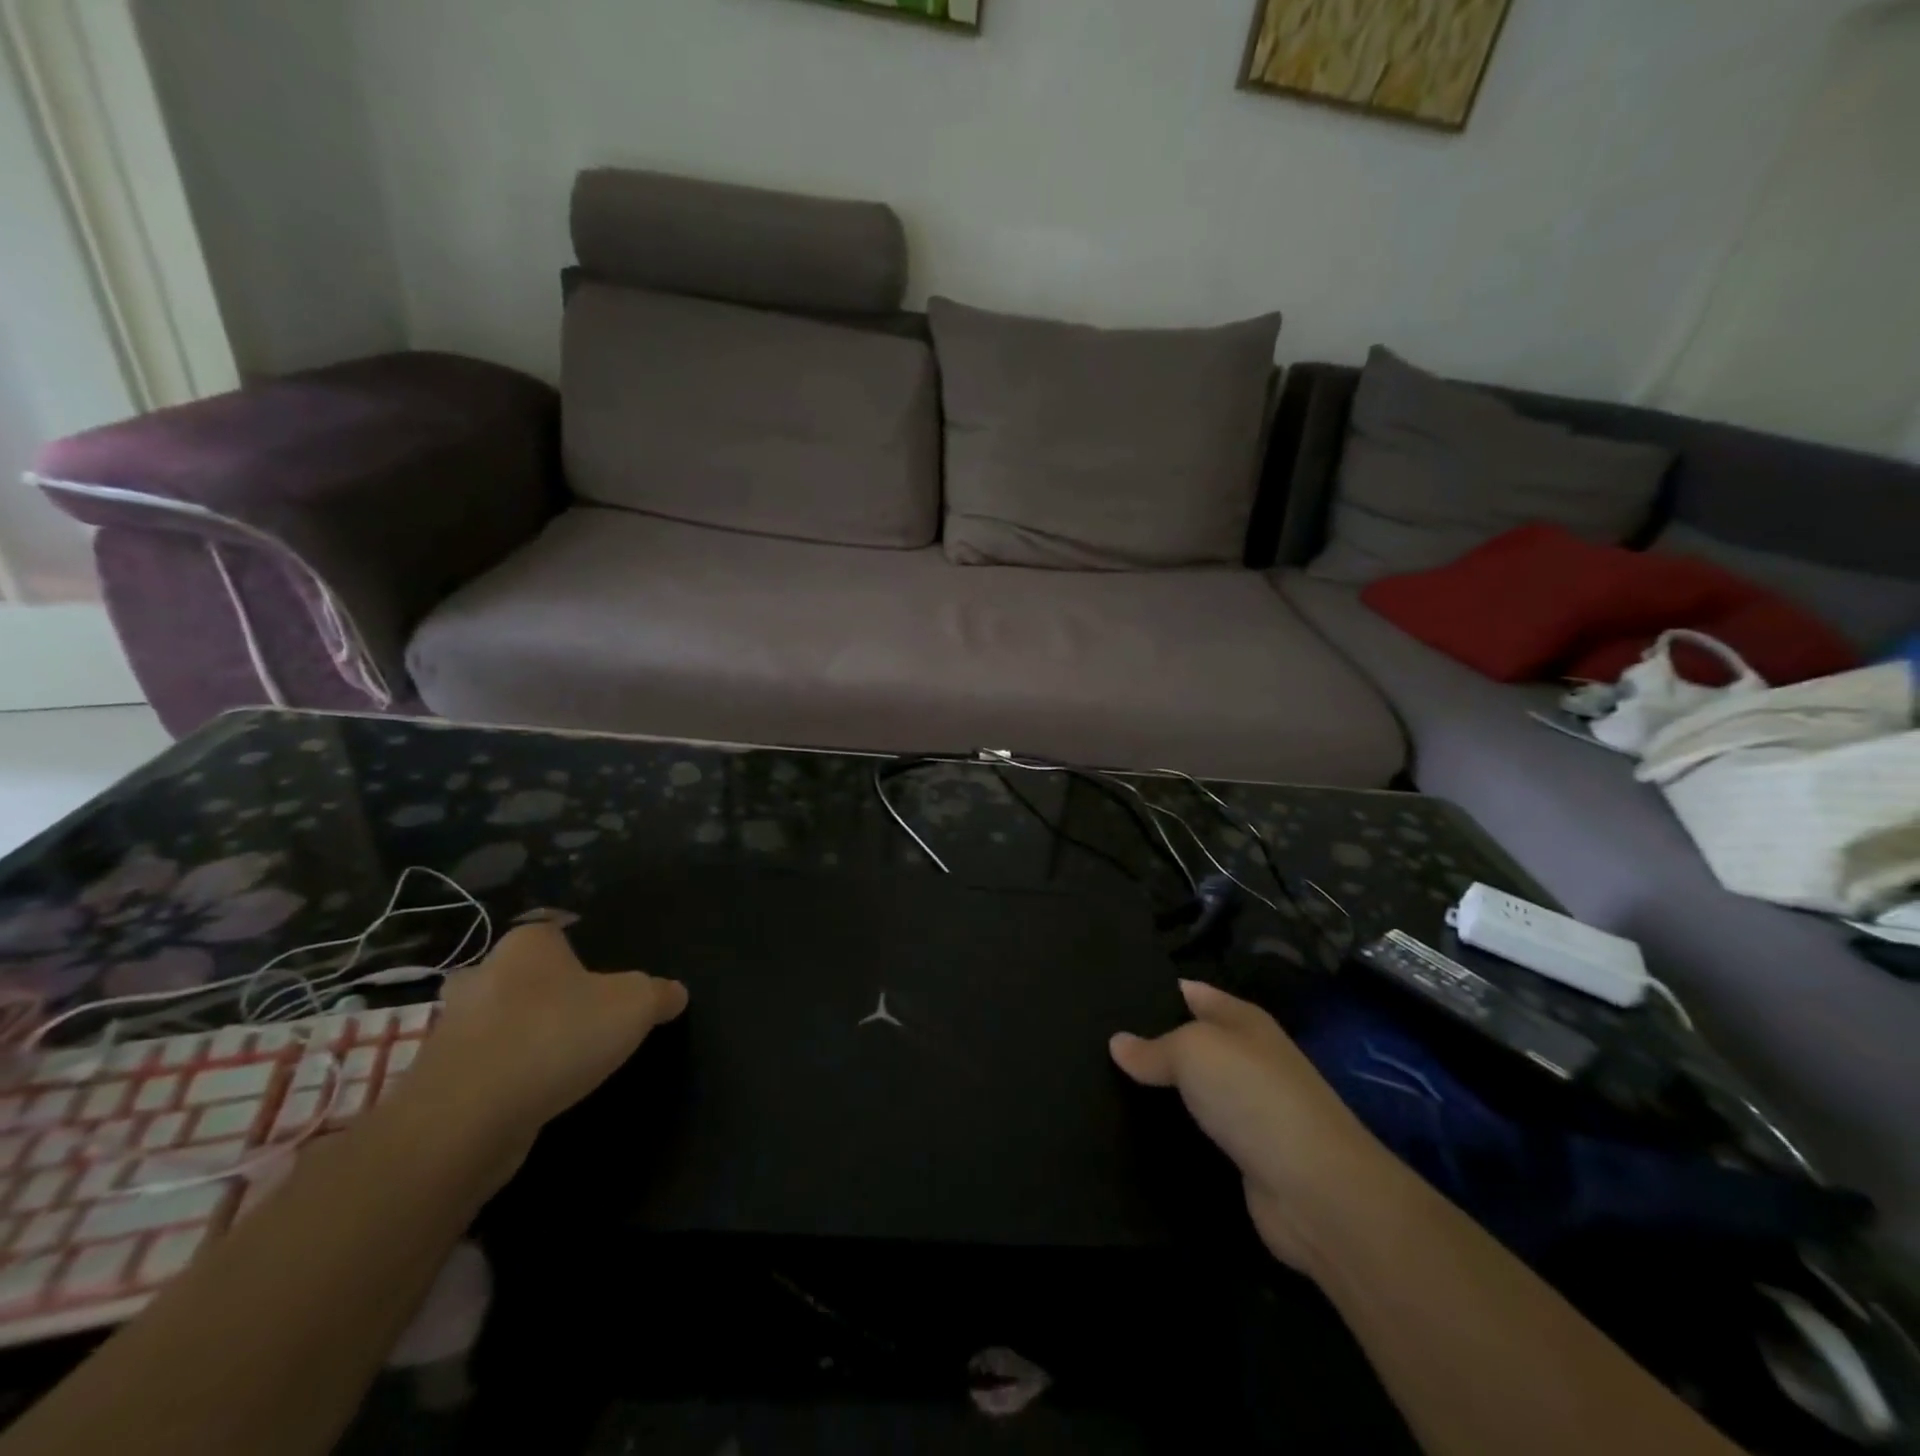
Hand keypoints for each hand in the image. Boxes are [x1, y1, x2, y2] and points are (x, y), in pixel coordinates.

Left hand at [403, 922, 687, 1173]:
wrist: (468, 1117)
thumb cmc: (557, 1035)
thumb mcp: (635, 1006)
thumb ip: (659, 993)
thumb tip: (675, 993)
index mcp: (526, 944)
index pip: (552, 931)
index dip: (577, 951)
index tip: (599, 980)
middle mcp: (482, 974)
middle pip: (519, 975)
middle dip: (542, 993)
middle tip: (580, 1018)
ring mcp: (451, 1028)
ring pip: (495, 1022)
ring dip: (520, 1038)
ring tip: (560, 1062)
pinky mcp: (436, 1078)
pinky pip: (480, 1067)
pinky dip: (502, 1077)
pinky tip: (531, 1095)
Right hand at [1111, 981, 1398, 1272]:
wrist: (1315, 1191)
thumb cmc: (1253, 1097)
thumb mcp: (1194, 1052)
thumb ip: (1154, 1048)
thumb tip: (1117, 1043)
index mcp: (1244, 1021)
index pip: (1194, 993)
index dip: (1158, 991)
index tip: (1110, 993)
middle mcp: (1249, 1058)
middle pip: (1192, 1041)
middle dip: (1151, 1042)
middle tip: (1096, 1041)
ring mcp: (1250, 1109)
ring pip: (1193, 1088)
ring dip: (1160, 1089)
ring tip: (1104, 1082)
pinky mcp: (1246, 1155)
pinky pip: (1199, 1130)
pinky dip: (1174, 1129)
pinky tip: (1137, 1130)